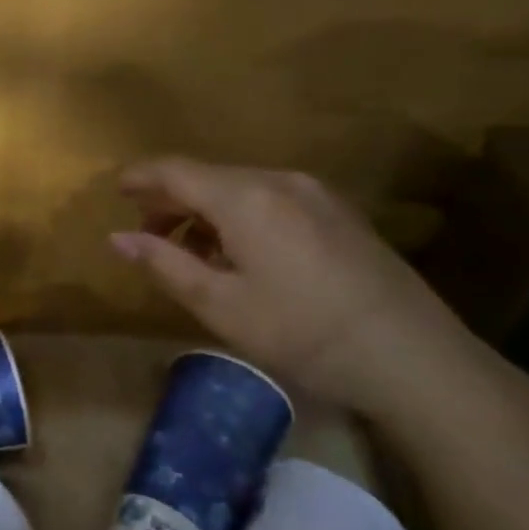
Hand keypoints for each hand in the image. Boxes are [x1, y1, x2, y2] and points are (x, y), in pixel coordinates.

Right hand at [109, 158, 490, 421]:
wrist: (414, 358)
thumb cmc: (302, 332)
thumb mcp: (219, 305)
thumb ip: (163, 264)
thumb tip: (117, 238)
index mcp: (244, 196)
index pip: (175, 170)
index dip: (139, 178)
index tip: (114, 192)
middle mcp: (279, 180)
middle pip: (208, 176)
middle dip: (171, 201)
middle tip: (148, 237)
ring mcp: (316, 194)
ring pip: (240, 188)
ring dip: (206, 212)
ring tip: (193, 254)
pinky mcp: (340, 213)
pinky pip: (271, 199)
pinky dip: (240, 217)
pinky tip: (242, 256)